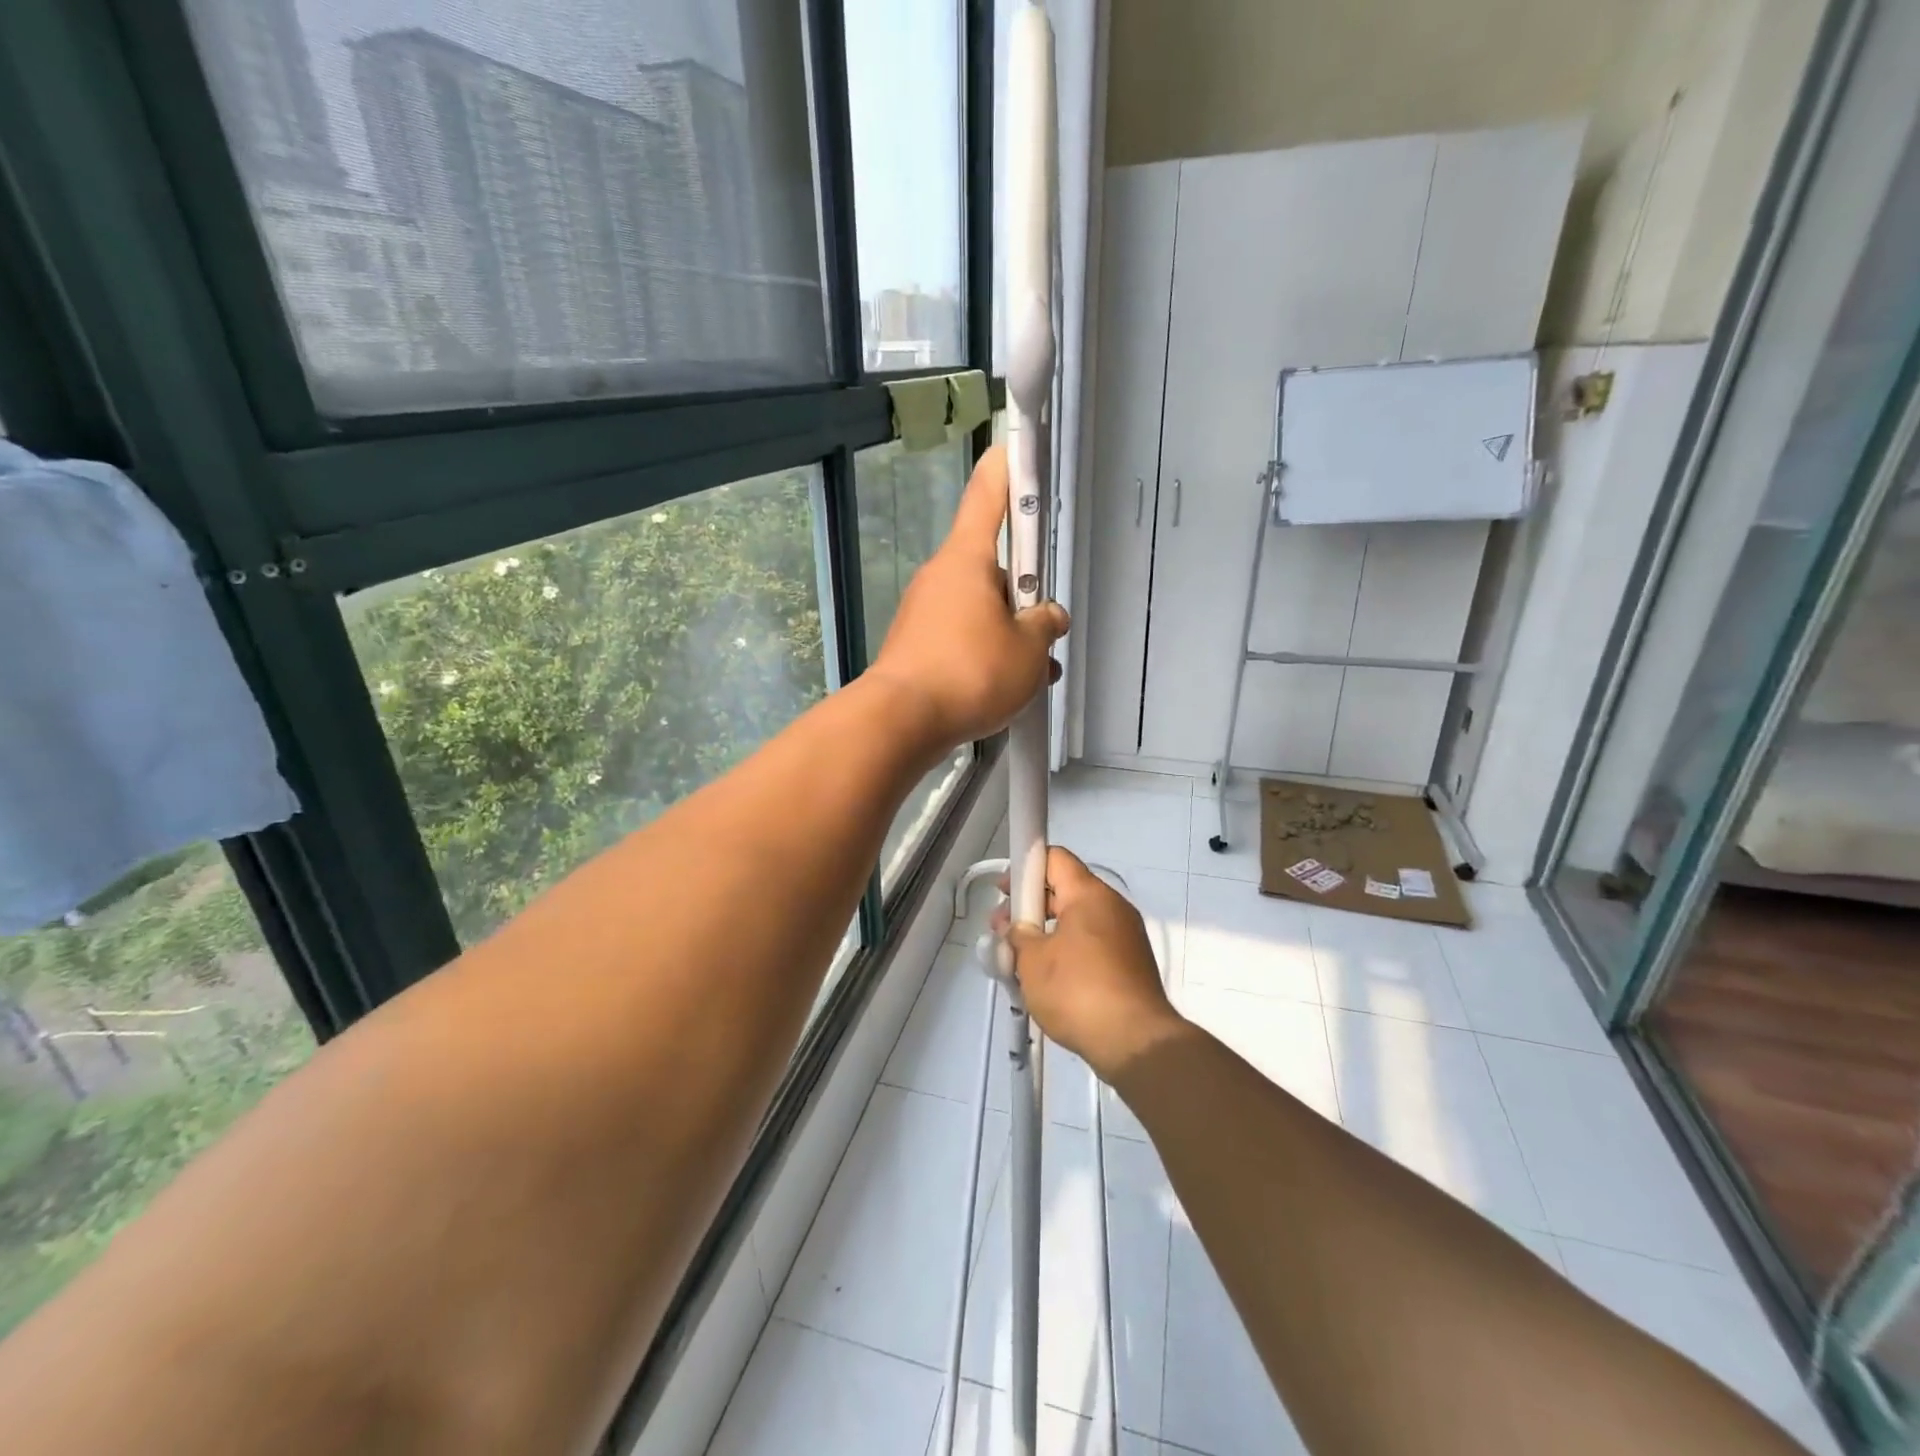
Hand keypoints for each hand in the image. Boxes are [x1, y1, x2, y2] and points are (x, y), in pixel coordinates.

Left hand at [866, 445, 1069, 751]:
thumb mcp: (1028, 652)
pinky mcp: (918, 647)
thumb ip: (1045, 627)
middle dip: (1025, 595)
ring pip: (982, 610)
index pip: (989, 495)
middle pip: (994, 567)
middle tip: (1045, 631)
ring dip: (1011, 635)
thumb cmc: (970, 673)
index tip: (1018, 444)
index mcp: (967, 559)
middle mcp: (942, 577)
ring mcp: (926, 613)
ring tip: (1035, 674)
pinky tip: (1007, 690)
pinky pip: (963, 639)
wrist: (901, 723)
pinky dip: (988, 656)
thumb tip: (1047, 617)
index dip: (1009, 467)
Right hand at [994, 848, 1183, 1082]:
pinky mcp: (1131, 963)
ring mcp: (1126, 935)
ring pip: (1077, 920)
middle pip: (1065, 890)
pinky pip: (1091, 944)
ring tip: (1020, 961)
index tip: (1004, 892)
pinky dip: (1067, 951)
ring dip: (1046, 933)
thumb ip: (1017, 935)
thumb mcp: (1032, 960)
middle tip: (1003, 932)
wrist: (1135, 1042)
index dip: (1024, 867)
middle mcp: (1112, 906)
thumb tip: (1017, 929)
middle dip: (1030, 907)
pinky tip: (1048, 979)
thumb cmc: (1078, 991)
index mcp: (1089, 894)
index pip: (1055, 858)